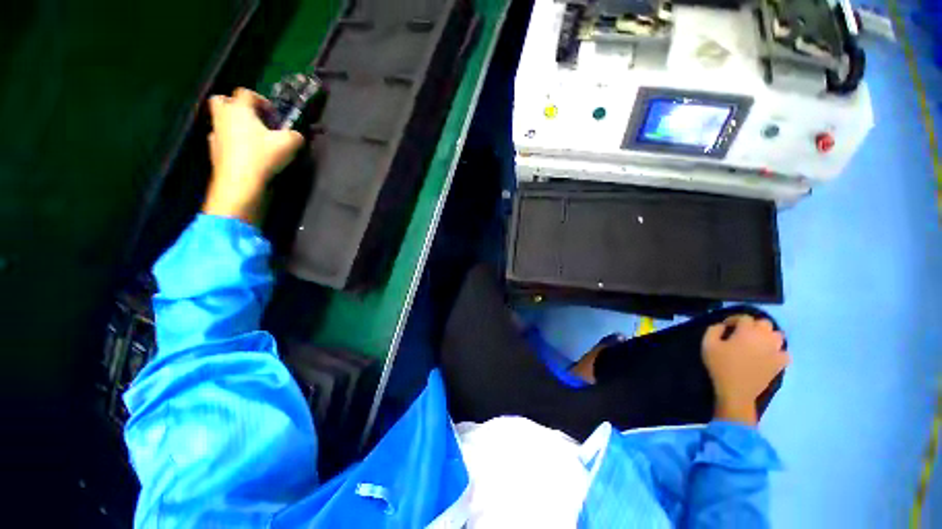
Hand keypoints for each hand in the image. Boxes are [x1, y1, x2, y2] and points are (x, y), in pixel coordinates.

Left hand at [202, 88, 303, 222]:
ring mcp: (215, 133)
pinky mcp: (213, 150)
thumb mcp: (289, 144)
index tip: (273, 114)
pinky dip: (230, 141)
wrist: (240, 182)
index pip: (246, 93)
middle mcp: (223, 116)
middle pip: (222, 100)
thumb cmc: (263, 156)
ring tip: (251, 137)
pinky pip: (221, 139)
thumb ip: (295, 135)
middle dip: (236, 104)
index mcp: (239, 109)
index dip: (261, 100)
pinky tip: (244, 152)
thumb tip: (295, 135)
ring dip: (233, 123)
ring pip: (220, 120)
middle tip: (253, 118)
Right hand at [702, 315, 789, 425]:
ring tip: (756, 342)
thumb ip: (713, 330)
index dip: (734, 319)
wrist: (736, 391)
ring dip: (767, 336)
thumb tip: (721, 325)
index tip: (726, 326)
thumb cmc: (721, 365)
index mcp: (747, 331)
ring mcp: (776, 351)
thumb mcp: (708, 344)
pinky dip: (778, 351)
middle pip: (764, 323)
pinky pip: (784, 352)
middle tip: (742, 333)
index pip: (744, 317)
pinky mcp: (781, 364)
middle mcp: (765, 337)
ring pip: (777, 335)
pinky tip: (768, 355)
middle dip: (753, 325)